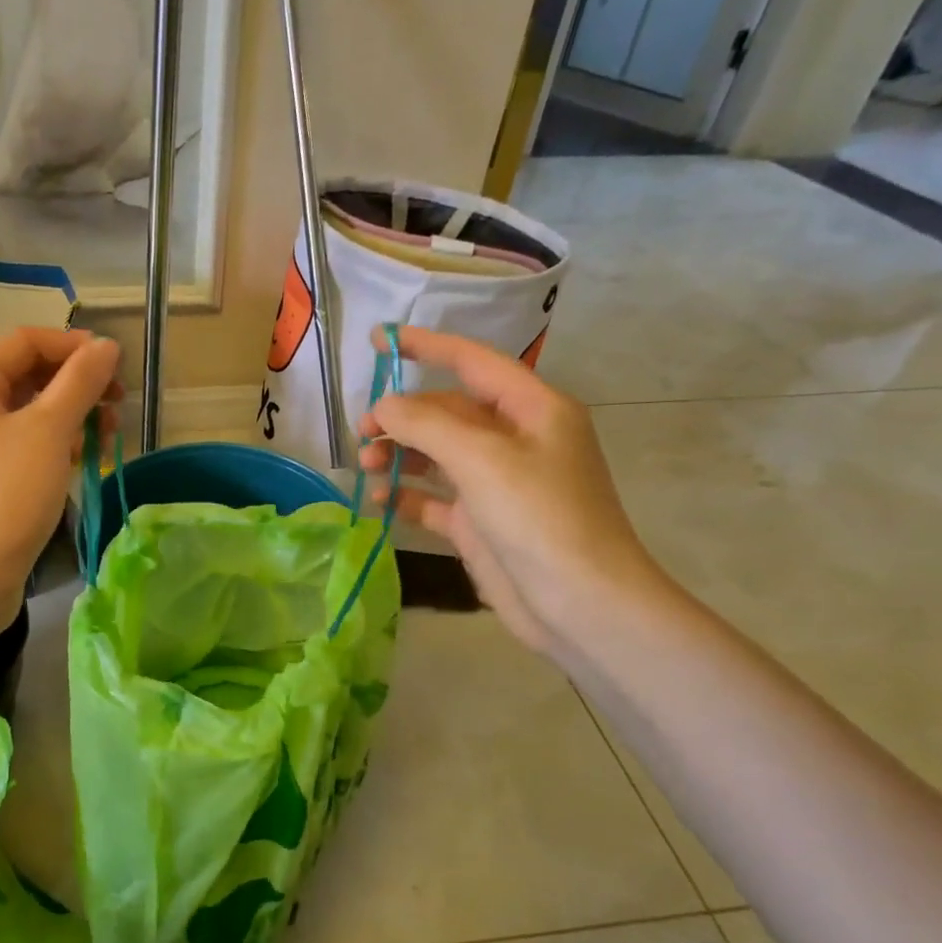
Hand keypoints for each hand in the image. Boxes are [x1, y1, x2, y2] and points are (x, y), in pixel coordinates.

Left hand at [0, 327, 121, 629]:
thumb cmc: (3, 497)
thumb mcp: (49, 432)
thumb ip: (80, 382)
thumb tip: (106, 346)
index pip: (26, 341)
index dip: (74, 346)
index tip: (117, 368)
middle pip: (27, 376)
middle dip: (77, 385)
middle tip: (117, 406)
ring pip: (27, 414)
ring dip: (70, 418)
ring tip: (106, 439)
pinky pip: (21, 447)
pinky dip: (53, 448)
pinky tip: (80, 464)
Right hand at [359, 327, 668, 654]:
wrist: (579, 603)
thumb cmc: (540, 517)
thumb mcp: (482, 460)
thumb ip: (426, 425)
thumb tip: (383, 407)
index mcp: (532, 410)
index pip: (472, 362)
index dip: (425, 346)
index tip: (379, 339)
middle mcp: (515, 440)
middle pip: (447, 412)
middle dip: (402, 416)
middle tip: (362, 431)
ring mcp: (496, 483)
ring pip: (436, 454)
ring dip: (399, 454)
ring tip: (365, 465)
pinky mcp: (479, 522)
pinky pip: (433, 497)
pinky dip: (405, 495)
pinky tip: (379, 499)